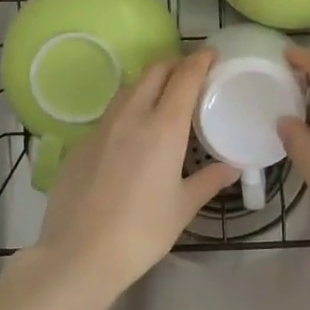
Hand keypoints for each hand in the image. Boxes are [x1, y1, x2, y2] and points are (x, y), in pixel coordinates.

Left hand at [32, 50, 236, 293]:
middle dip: (174, 64)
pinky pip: (109, 114)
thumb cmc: (141, 232)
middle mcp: (131, 116)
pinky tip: (130, 135)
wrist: (78, 254)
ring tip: (161, 99)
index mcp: (163, 127)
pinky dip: (127, 111)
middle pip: (154, 71)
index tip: (211, 54)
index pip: (184, 77)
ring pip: (128, 88)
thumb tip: (231, 167)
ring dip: (148, 83)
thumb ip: (209, 181)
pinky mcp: (80, 144)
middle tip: (189, 74)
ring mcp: (101, 127)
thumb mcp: (183, 207)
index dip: (199, 60)